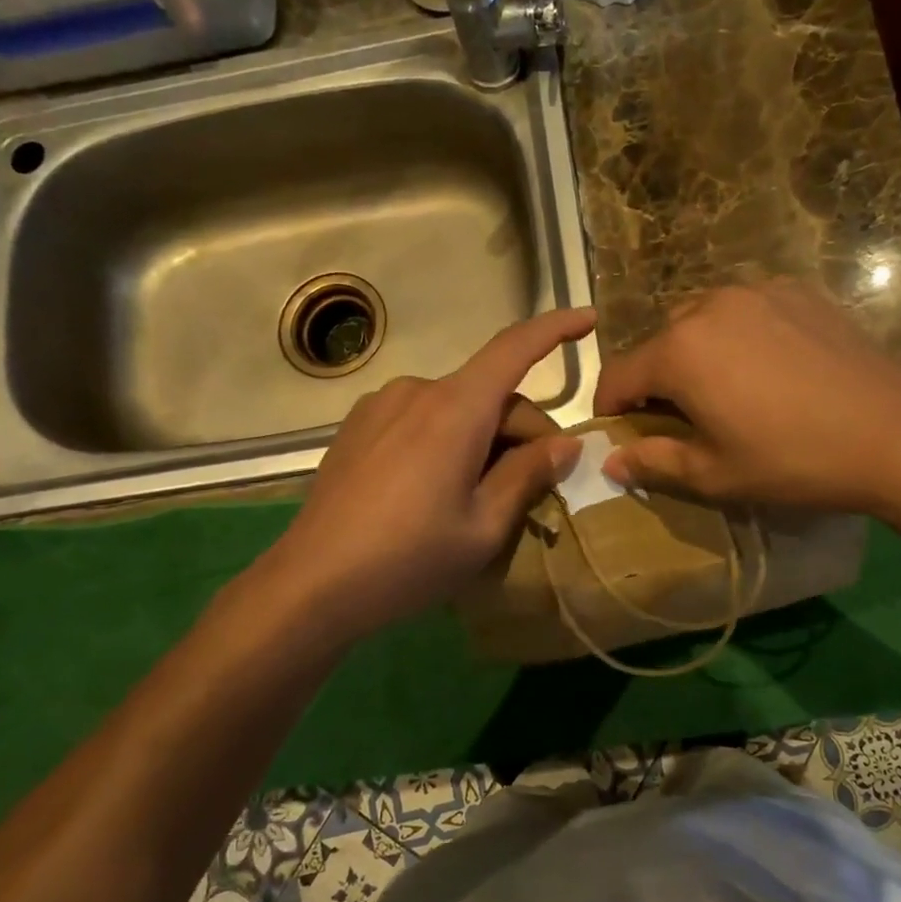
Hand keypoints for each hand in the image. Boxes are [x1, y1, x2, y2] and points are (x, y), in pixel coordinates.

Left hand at [252, 308, 594, 638]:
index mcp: (454, 409)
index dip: (555, 328)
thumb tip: (566, 443)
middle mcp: (417, 391)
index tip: (589, 318)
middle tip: (537, 488)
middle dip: (523, 432)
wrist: (311, 583)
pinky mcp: (358, 425)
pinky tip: (435, 488)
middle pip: (490, 394)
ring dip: (483, 438)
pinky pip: (422, 419)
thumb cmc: (408, 559)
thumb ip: (528, 475)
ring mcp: (381, 405)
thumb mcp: (483, 527)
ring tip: (480, 496)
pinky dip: (448, 439)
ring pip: (457, 408)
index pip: (515, 348)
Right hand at [594, 281, 900, 521]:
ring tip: (727, 389)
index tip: (620, 432)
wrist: (896, 433)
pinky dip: (739, 335)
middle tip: (682, 418)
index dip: (610, 407)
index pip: (619, 374)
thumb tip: (610, 461)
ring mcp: (757, 291)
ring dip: (696, 352)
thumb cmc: (792, 460)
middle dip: (656, 379)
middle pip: (659, 342)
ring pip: (701, 320)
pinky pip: (746, 309)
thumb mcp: (714, 474)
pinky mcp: (798, 291)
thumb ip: (652, 461)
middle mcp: (709, 306)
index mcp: (679, 350)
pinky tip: (769, 368)